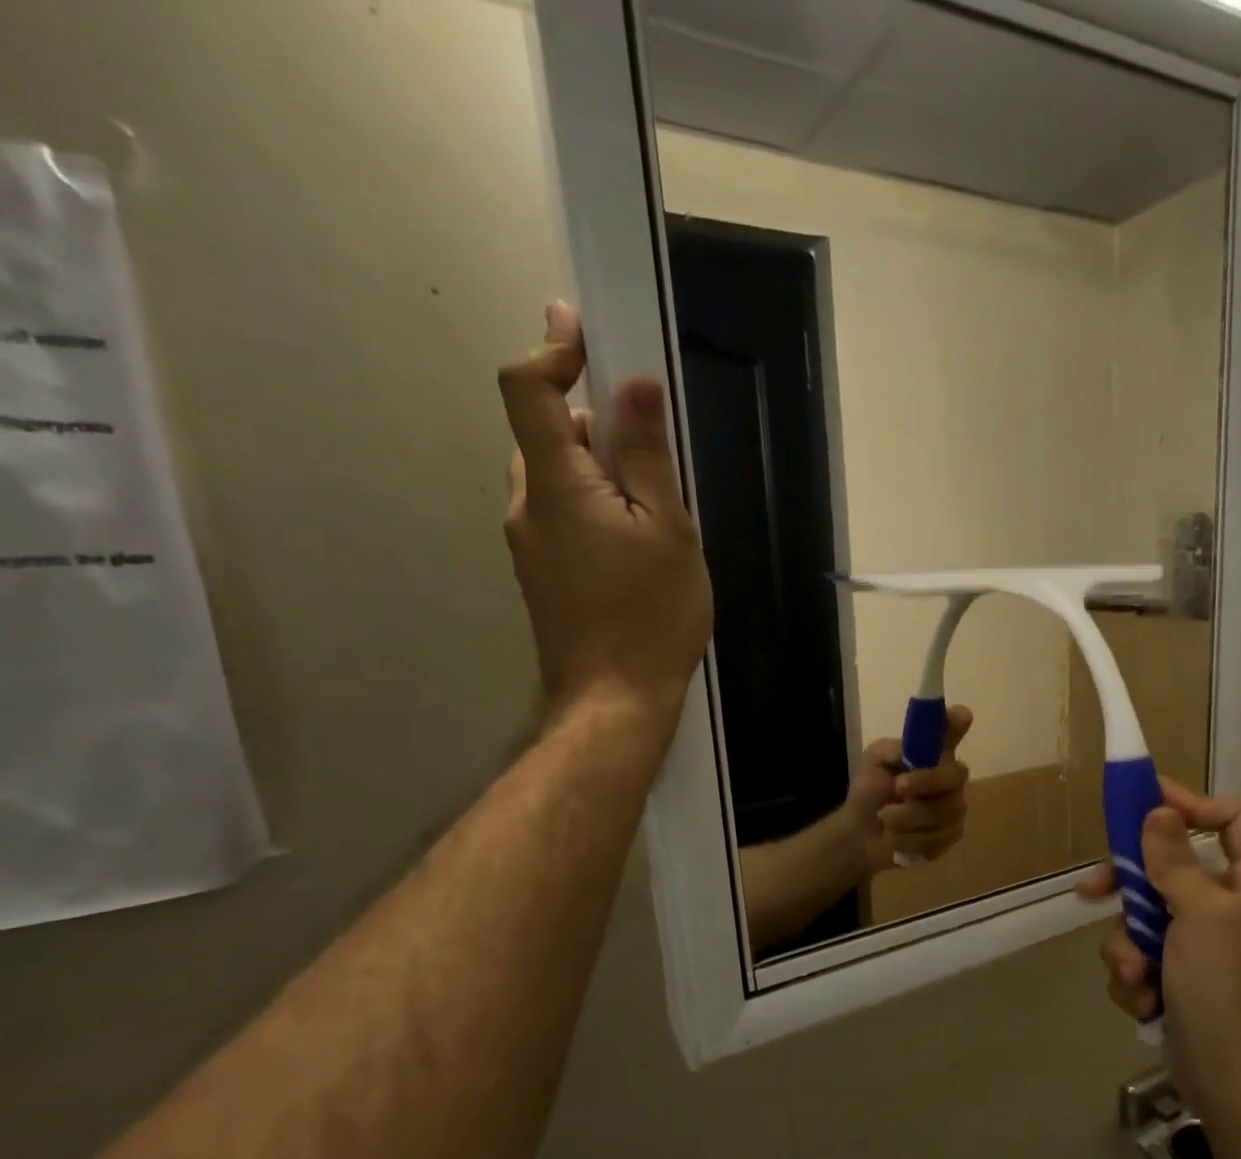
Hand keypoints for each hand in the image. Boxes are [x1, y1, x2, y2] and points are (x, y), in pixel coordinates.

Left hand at [497, 302, 712, 723]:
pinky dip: (593, 503)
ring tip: (654, 499)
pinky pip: (562, 515)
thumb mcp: (668, 530)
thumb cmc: (651, 613)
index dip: (551, 350)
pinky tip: (637, 540)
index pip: (526, 390)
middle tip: (647, 434)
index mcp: (556, 484)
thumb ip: (649, 458)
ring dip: (596, 467)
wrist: (613, 699)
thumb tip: (634, 387)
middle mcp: (528, 505)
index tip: (582, 330)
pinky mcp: (542, 573)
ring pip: (556, 478)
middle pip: (543, 434)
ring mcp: (530, 544)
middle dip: (589, 419)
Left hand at [843, 706, 972, 874]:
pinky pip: (938, 836)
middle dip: (926, 781)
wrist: (860, 834)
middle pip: (956, 774)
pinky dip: (909, 838)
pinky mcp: (951, 835)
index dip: (958, 722)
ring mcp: (954, 806)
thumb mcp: (874, 763)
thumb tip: (912, 746)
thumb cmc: (870, 791)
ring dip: (907, 815)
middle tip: (898, 787)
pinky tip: (894, 837)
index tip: (961, 716)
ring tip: (884, 818)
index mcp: (932, 752)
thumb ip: (894, 751)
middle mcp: (950, 776)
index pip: (953, 730)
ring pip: (944, 810)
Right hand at [1075, 780, 1240, 1121]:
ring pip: (1143, 915)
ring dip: (1128, 946)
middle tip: (1091, 888)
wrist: (1227, 1079)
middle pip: (1169, 867)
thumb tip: (1159, 810)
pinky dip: (1133, 974)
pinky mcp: (1175, 973)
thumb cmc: (1224, 987)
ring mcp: (1200, 942)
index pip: (1232, 819)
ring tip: (1135, 976)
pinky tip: (1141, 1000)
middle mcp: (1227, 906)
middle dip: (1129, 887)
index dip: (1192, 804)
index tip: (1146, 802)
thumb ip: (1176, 859)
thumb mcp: (1200, 914)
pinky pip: (1140, 952)